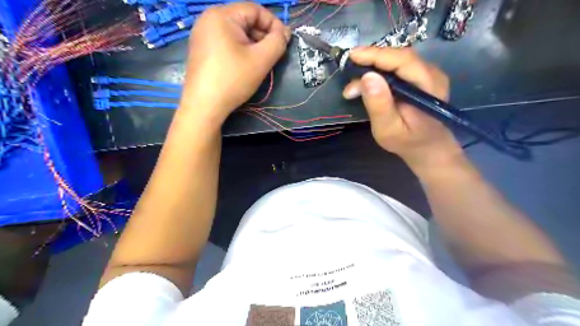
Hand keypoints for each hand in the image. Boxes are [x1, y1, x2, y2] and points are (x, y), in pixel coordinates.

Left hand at [181, 2, 288, 123]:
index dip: (274, 24)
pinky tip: (245, 66)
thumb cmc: (233, 80)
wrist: (204, 105)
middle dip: (263, 36)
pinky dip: (240, 50)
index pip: (255, 9)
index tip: (284, 42)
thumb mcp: (261, 60)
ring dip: (253, 44)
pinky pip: (226, 42)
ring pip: (236, 33)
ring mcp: (202, 34)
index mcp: (222, 15)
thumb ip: (278, 42)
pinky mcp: (201, 49)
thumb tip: (285, 32)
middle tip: (274, 55)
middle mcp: (208, 19)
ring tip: (261, 62)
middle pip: (245, 20)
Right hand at [341, 46, 465, 170]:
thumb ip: (379, 105)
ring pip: (397, 61)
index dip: (376, 55)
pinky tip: (367, 83)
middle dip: (371, 61)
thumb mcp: (388, 129)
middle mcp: (432, 74)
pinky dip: (380, 73)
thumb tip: (366, 76)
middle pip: (399, 57)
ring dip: (373, 68)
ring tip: (354, 85)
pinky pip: (398, 68)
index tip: (352, 56)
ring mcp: (428, 74)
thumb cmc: (407, 142)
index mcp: (428, 86)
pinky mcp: (420, 78)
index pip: (402, 60)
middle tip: (348, 72)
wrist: (427, 147)